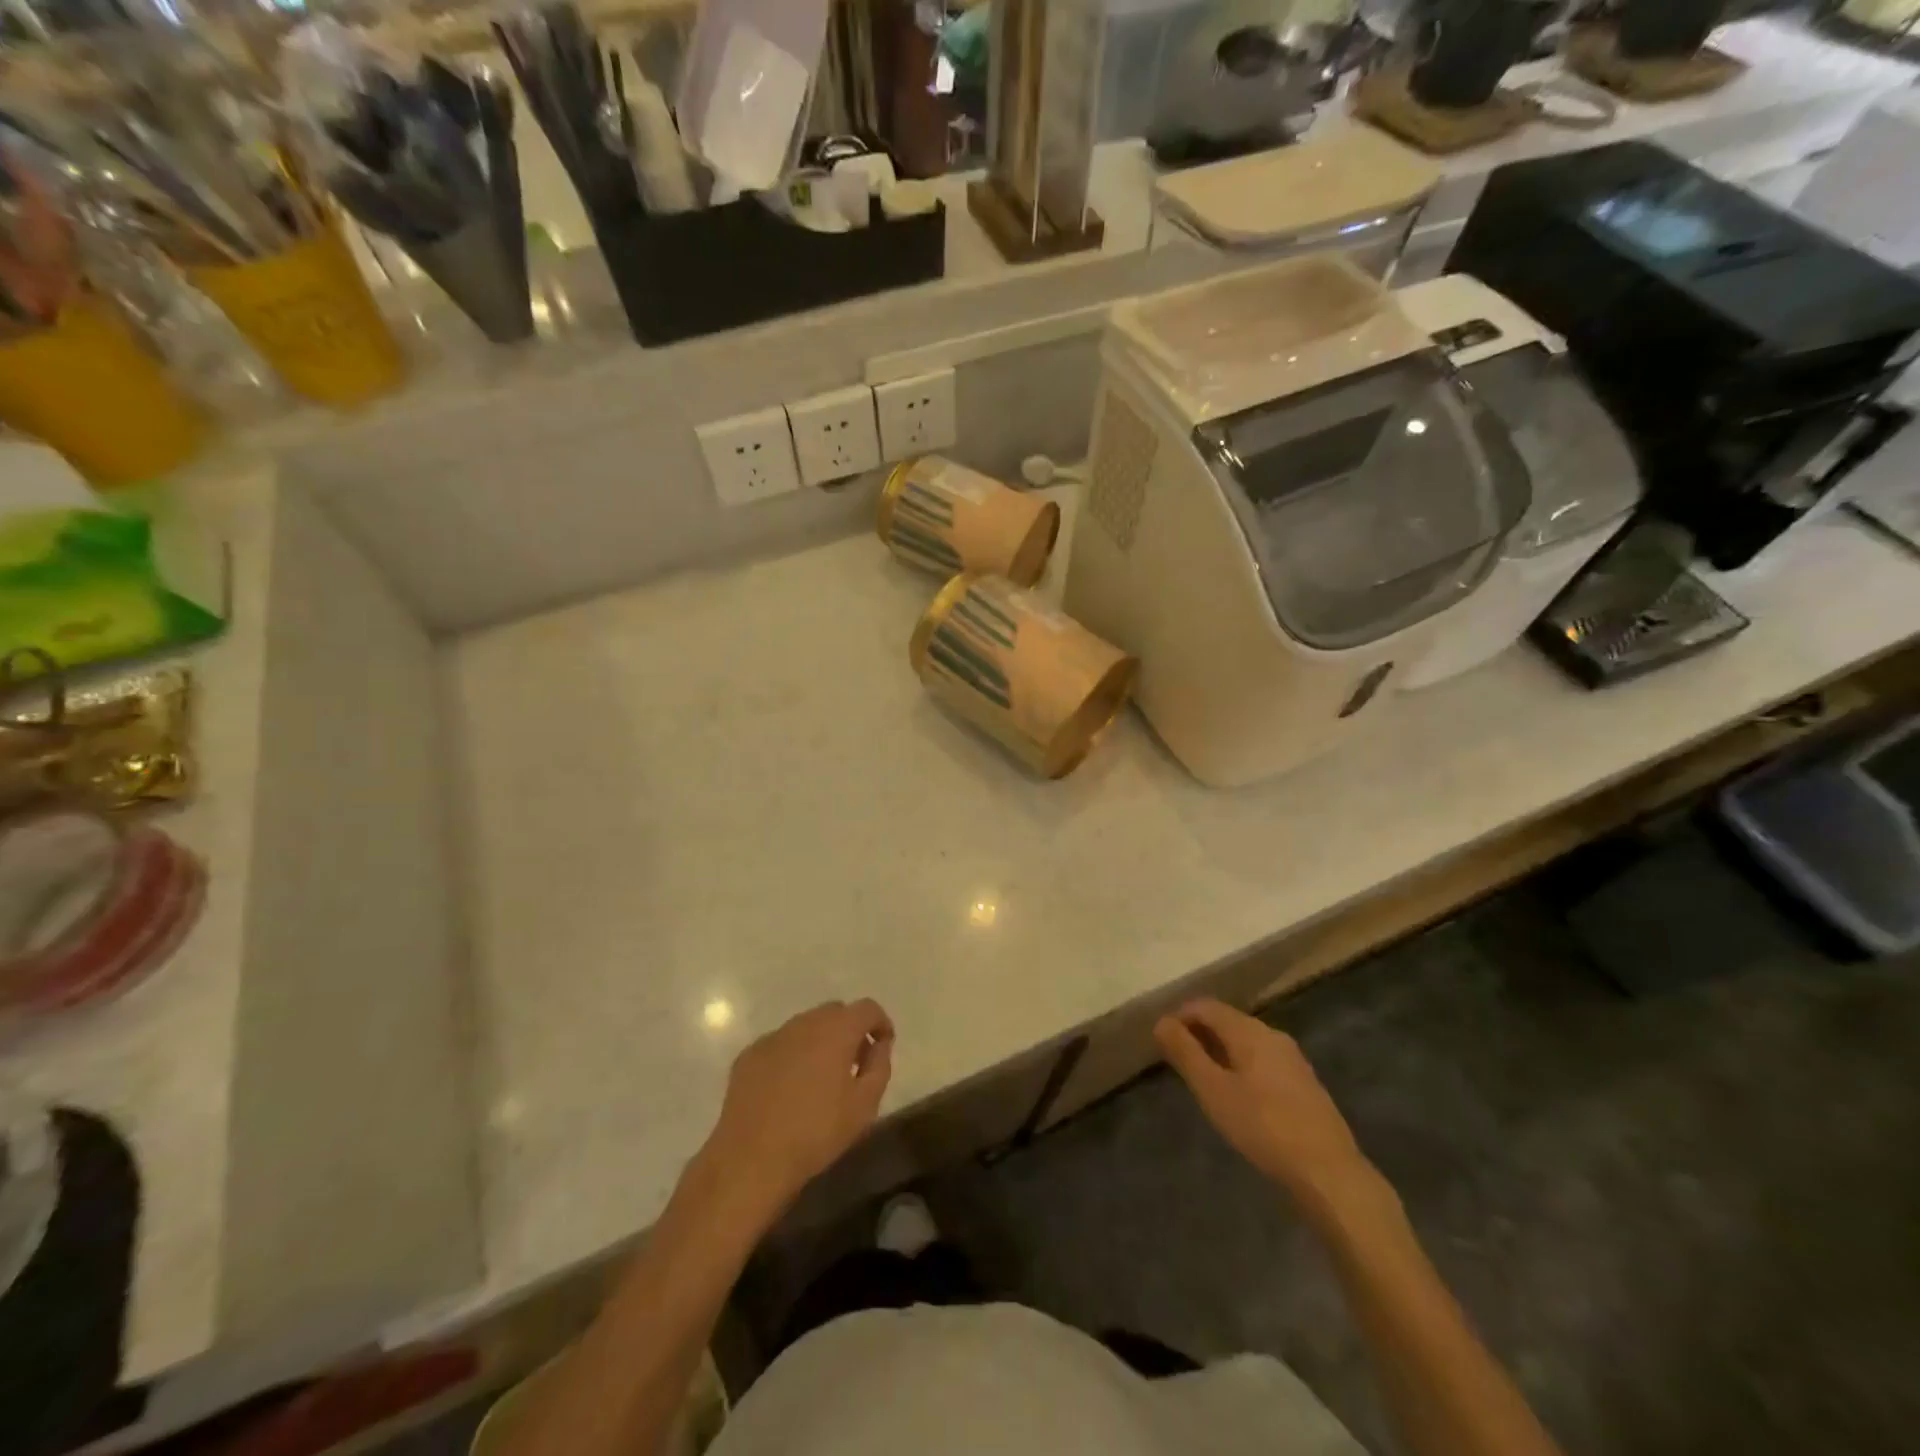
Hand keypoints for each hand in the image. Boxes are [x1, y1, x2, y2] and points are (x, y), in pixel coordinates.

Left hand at [702, 1000, 894, 1224]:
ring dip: (821, 1042)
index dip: (880, 1023)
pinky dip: (793, 1056)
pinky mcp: (749, 1055)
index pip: (867, 1008)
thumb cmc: (816, 1132)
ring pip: (806, 1026)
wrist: (751, 1158)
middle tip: (854, 1064)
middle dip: (850, 1030)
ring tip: (821, 1078)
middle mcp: (804, 1022)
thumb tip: (879, 1044)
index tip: (884, 1046)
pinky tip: (789, 1089)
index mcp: (836, 1029)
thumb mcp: (864, 1105)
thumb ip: (879, 1066)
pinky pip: (781, 1044)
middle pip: (835, 1012)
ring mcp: (773, 1037)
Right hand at [1155, 999, 1372, 1208]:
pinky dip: (1241, 1066)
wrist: (1329, 1172)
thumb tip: (1161, 1021)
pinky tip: (1238, 1096)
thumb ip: (1185, 1053)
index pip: (1205, 1006)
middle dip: (1199, 1034)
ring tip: (1203, 1079)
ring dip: (1220, 1051)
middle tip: (1178, 1061)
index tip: (1161, 1042)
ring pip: (1246, 1041)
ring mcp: (1292, 1059)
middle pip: (1227, 1021)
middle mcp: (1272, 1035)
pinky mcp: (1304, 1083)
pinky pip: (1263, 1060)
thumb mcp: (1213, 1090)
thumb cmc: (1263, 1126)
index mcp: (1249, 1031)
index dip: (1180, 1017)